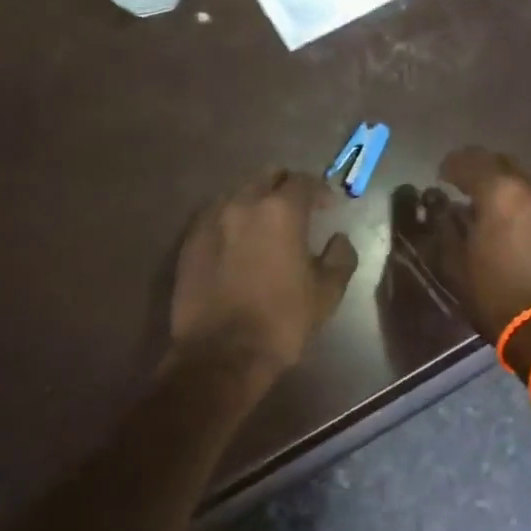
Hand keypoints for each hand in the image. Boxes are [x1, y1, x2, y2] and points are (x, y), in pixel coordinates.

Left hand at [171, 169, 358, 377]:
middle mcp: (243, 203)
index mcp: (281, 211)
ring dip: (256, 200)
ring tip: (265, 223)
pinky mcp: (190, 239)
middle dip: (285, 186)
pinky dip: (231, 219)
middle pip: (267, 176)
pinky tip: (237, 240)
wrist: (221, 355)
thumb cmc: (282, 321)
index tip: (327, 206)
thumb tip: (339, 239)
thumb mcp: (327, 293)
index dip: (319, 190)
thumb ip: (340, 257)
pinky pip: (215, 214)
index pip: (303, 181)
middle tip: (297, 207)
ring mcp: (211, 219)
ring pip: (239, 192)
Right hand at [436, 148, 530, 365]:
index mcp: (500, 193)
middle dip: (481, 168)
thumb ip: (449, 227)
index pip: (470, 161)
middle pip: (502, 162)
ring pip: (525, 181)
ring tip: (492, 207)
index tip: (441, 176)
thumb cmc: (497, 296)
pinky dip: (525, 204)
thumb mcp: (457, 263)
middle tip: (465, 183)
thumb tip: (447, 208)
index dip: (451, 165)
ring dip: (506, 187)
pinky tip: (517, 225)